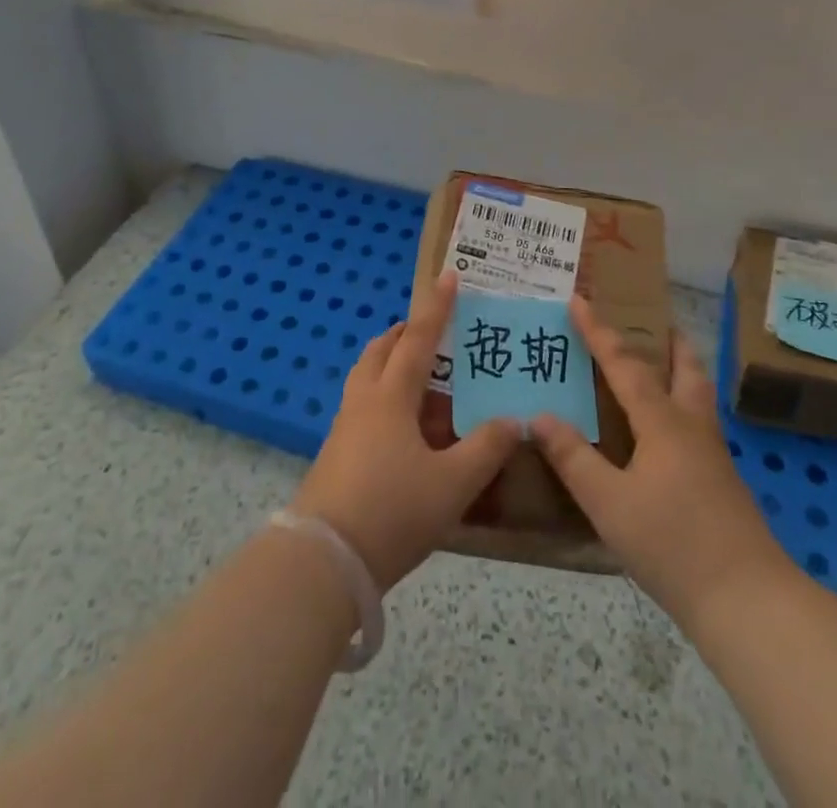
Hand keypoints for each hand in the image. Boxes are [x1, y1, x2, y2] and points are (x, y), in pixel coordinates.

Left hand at [292, 270, 518, 591]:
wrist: (322, 561)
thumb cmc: (392, 511)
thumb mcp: (453, 483)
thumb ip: (486, 448)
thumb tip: (513, 421)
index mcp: (392, 395)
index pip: (420, 338)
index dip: (438, 307)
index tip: (449, 276)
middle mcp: (364, 400)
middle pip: (382, 350)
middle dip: (406, 333)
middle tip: (432, 332)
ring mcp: (345, 427)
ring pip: (369, 378)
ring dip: (394, 366)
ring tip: (425, 381)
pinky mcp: (336, 454)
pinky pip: (365, 407)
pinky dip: (387, 400)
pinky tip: (408, 432)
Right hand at [532, 299, 789, 628]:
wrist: (746, 600)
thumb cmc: (672, 545)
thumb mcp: (608, 504)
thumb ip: (573, 458)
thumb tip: (539, 416)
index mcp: (662, 422)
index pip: (624, 364)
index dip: (598, 332)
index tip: (580, 300)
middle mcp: (691, 426)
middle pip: (685, 367)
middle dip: (668, 340)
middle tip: (651, 321)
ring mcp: (713, 454)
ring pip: (698, 394)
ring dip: (680, 369)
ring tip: (661, 365)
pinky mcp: (722, 482)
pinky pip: (698, 423)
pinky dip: (682, 405)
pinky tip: (667, 433)